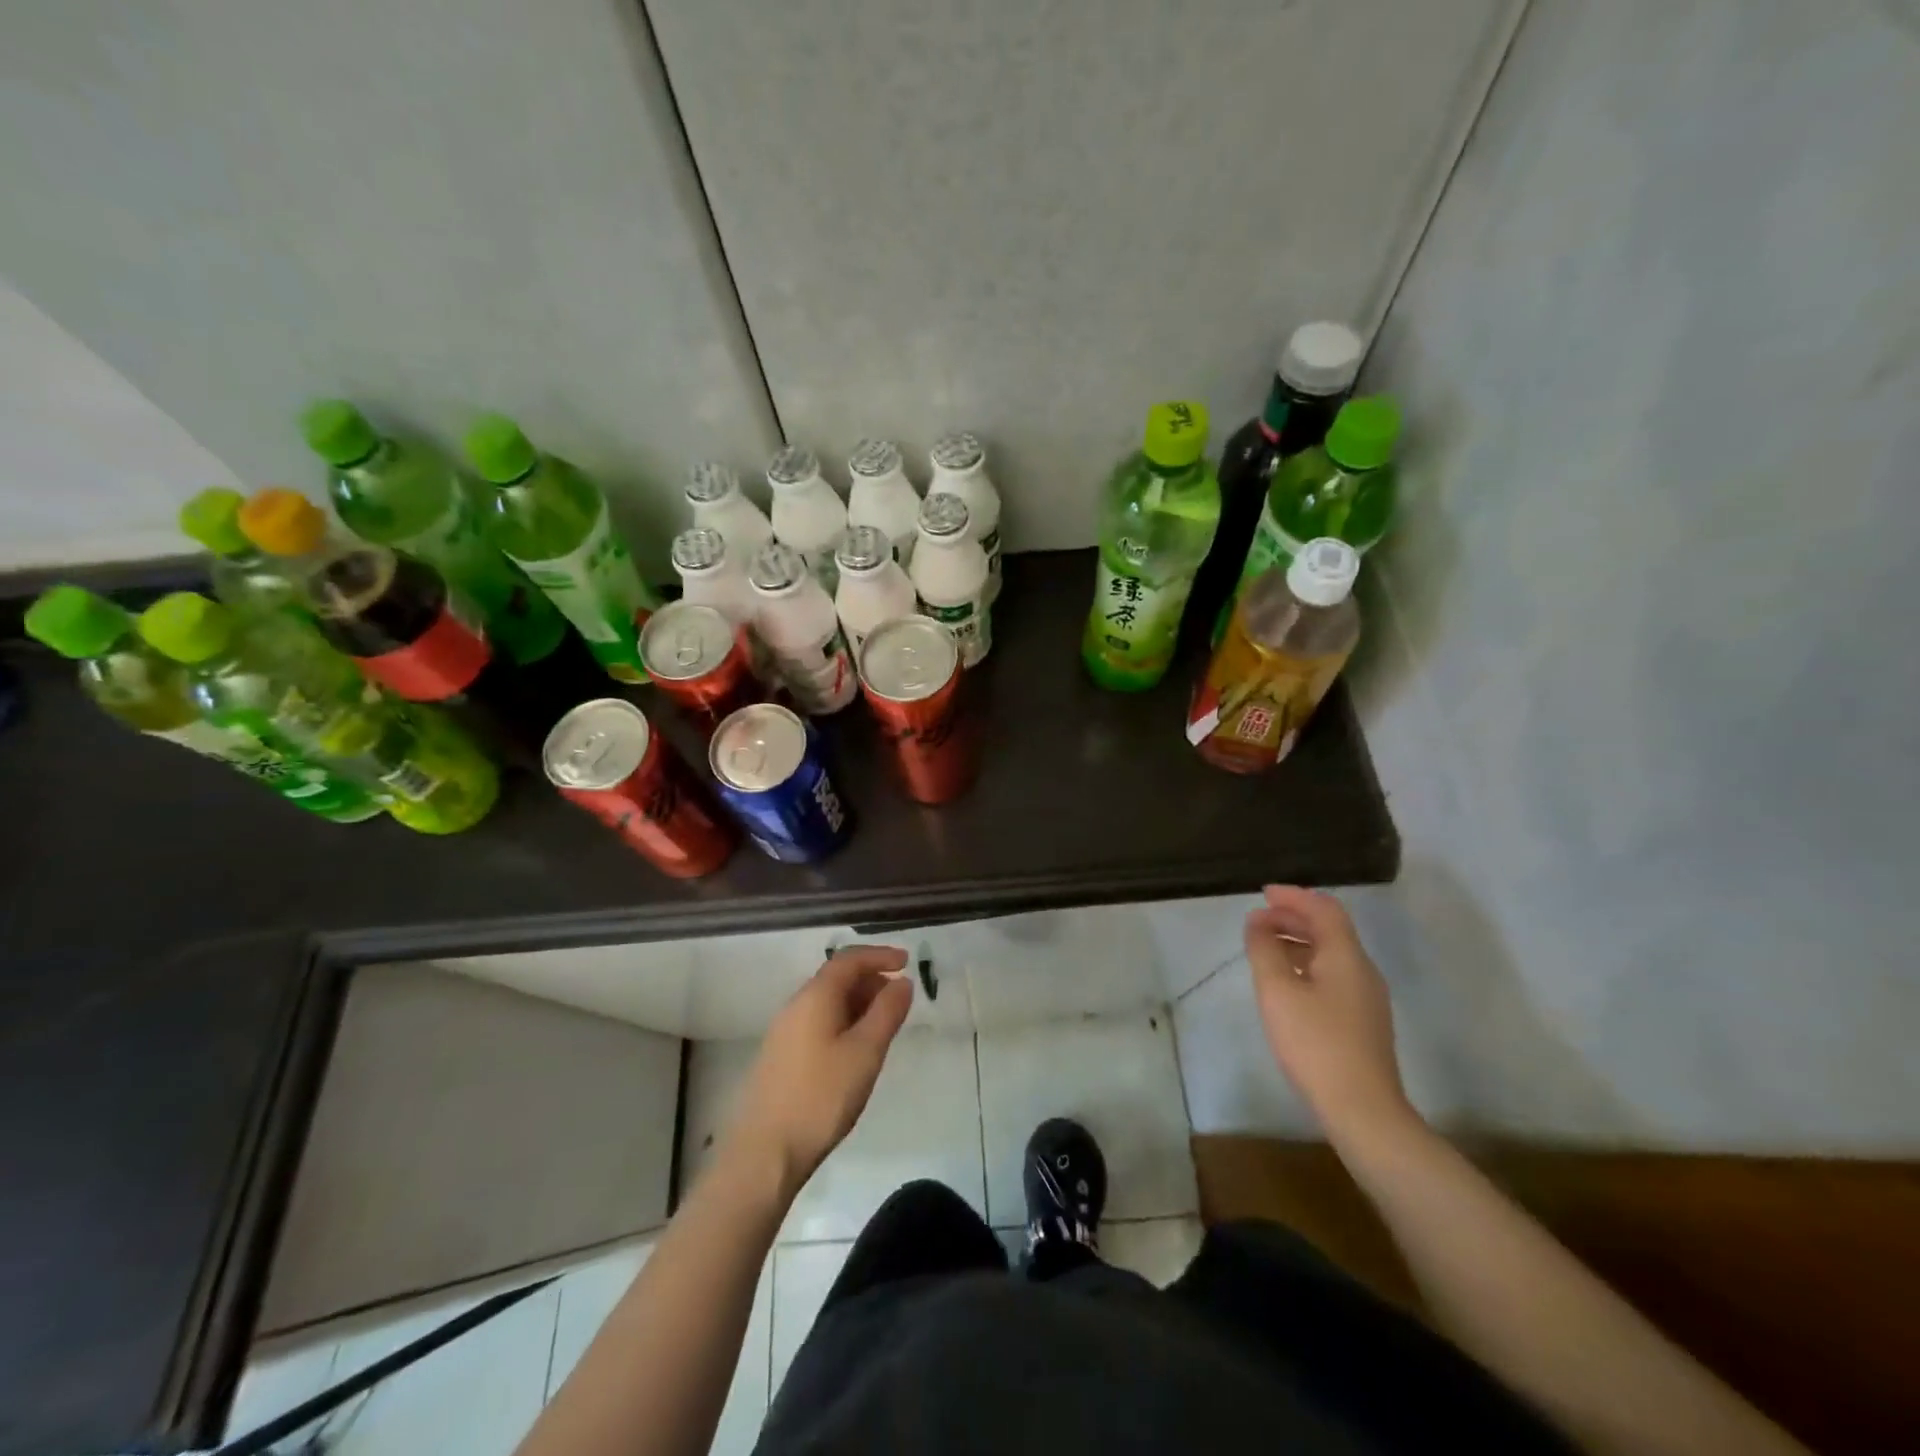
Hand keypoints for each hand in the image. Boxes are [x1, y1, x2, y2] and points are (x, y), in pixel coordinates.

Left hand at [724, 945, 913, 1196]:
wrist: (764, 1153)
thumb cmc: (821, 1097)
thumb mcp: (865, 1052)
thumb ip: (887, 1012)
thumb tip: (901, 981)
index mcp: (815, 997)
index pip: (849, 959)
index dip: (880, 955)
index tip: (908, 962)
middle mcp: (796, 1006)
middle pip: (836, 977)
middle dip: (871, 979)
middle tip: (900, 998)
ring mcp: (784, 1032)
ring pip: (827, 1002)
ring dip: (858, 1002)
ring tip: (884, 1024)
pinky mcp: (781, 1056)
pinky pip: (818, 1022)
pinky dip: (844, 1021)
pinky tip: (856, 1049)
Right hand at [1246, 886, 1419, 1148]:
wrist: (1363, 1110)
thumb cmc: (1315, 1043)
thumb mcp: (1277, 991)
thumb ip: (1264, 950)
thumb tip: (1257, 922)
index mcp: (1346, 956)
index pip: (1323, 909)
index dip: (1294, 896)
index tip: (1263, 894)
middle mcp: (1362, 970)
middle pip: (1330, 930)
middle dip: (1293, 918)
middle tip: (1258, 919)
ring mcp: (1366, 998)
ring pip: (1331, 954)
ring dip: (1298, 942)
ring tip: (1264, 947)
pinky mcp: (1362, 1022)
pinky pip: (1333, 975)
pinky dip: (1307, 964)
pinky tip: (1286, 982)